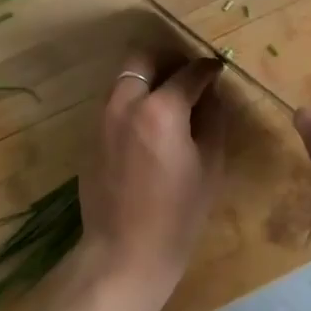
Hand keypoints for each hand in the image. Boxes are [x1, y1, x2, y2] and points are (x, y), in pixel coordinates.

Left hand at [77, 53, 226, 309]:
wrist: (124, 253)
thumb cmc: (178, 213)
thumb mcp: (210, 164)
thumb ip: (212, 118)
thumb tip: (211, 93)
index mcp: (160, 108)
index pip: (189, 72)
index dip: (208, 69)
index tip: (217, 70)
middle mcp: (126, 103)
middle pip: (144, 58)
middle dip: (169, 60)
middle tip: (188, 76)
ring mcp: (103, 118)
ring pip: (125, 78)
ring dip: (149, 78)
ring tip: (171, 100)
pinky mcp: (92, 136)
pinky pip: (115, 103)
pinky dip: (134, 100)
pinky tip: (151, 126)